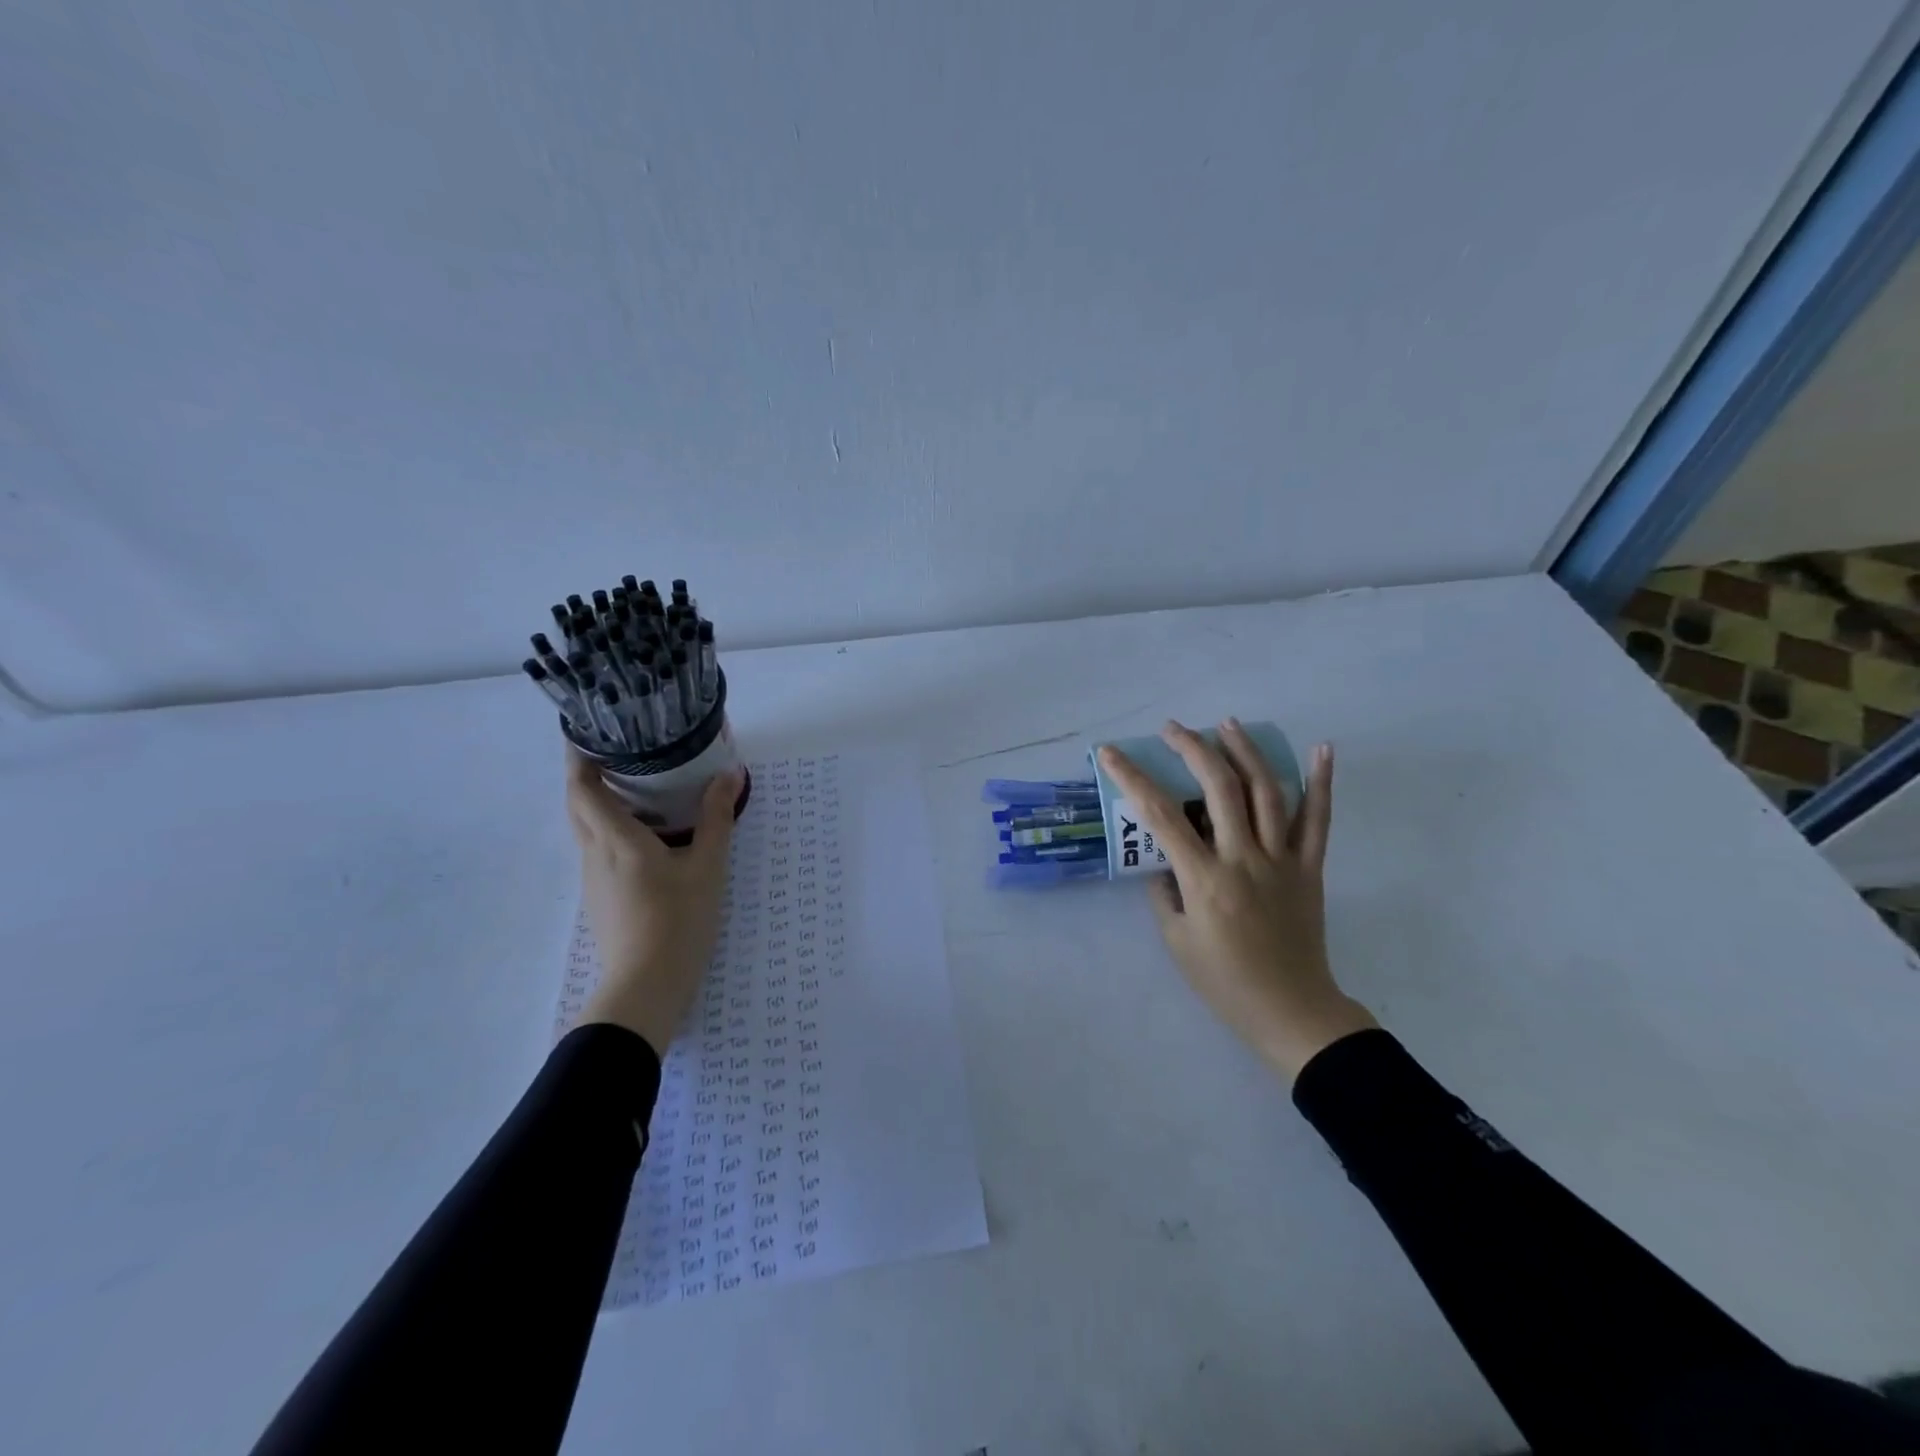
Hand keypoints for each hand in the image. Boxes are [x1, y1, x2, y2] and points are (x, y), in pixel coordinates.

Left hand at [565, 751, 740, 1052]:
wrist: (647, 986)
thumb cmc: (677, 921)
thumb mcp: (707, 867)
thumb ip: (717, 818)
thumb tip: (730, 774)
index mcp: (615, 839)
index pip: (581, 787)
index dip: (578, 757)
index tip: (587, 731)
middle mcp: (594, 853)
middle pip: (576, 804)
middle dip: (586, 774)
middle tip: (616, 752)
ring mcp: (594, 879)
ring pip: (586, 828)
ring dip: (598, 802)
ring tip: (633, 785)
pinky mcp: (602, 898)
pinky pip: (598, 850)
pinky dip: (610, 829)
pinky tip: (643, 834)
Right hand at [1098, 719, 1375, 1081]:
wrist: (1290, 1011)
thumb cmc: (1224, 982)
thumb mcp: (1176, 941)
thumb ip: (1165, 892)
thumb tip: (1164, 859)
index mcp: (1205, 879)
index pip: (1162, 816)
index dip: (1132, 778)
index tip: (1110, 753)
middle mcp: (1244, 859)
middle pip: (1219, 788)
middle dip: (1192, 749)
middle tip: (1173, 729)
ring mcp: (1282, 860)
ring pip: (1267, 792)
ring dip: (1245, 751)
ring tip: (1227, 724)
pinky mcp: (1310, 868)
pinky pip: (1318, 820)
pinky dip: (1322, 782)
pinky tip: (1322, 748)